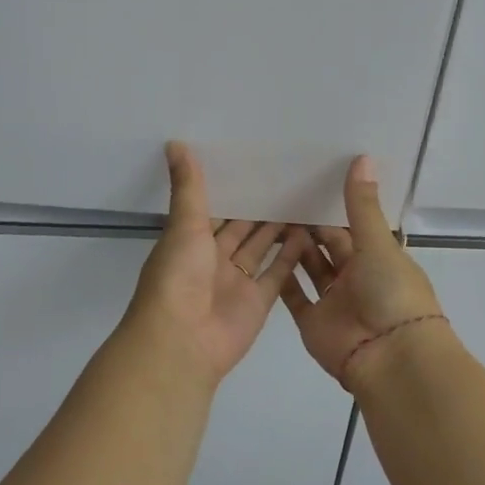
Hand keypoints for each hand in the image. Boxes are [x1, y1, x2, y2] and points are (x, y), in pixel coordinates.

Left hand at [122, 143, 308, 388]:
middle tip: (288, 177)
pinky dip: (291, 255)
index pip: (214, 209)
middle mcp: (213, 259)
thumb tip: (175, 142)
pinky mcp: (259, 301)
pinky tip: (309, 231)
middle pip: (240, 228)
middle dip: (259, 207)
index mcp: (190, 240)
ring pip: (261, 248)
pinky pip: (277, 273)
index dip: (232, 189)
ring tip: (303, 198)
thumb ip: (188, 187)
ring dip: (278, 228)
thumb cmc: (178, 277)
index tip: (256, 162)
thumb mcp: (184, 225)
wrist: (182, 341)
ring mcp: (237, 281)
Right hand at [280, 156, 445, 386]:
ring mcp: (333, 301)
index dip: (333, 207)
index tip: (307, 180)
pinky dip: (281, 277)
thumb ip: (362, 205)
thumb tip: (362, 156)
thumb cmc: (392, 293)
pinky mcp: (312, 322)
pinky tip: (260, 252)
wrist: (389, 357)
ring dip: (293, 247)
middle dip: (309, 225)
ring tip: (266, 216)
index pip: (352, 226)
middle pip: (328, 246)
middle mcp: (356, 277)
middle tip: (278, 194)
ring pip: (310, 268)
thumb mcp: (377, 244)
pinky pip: (294, 296)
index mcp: (378, 257)